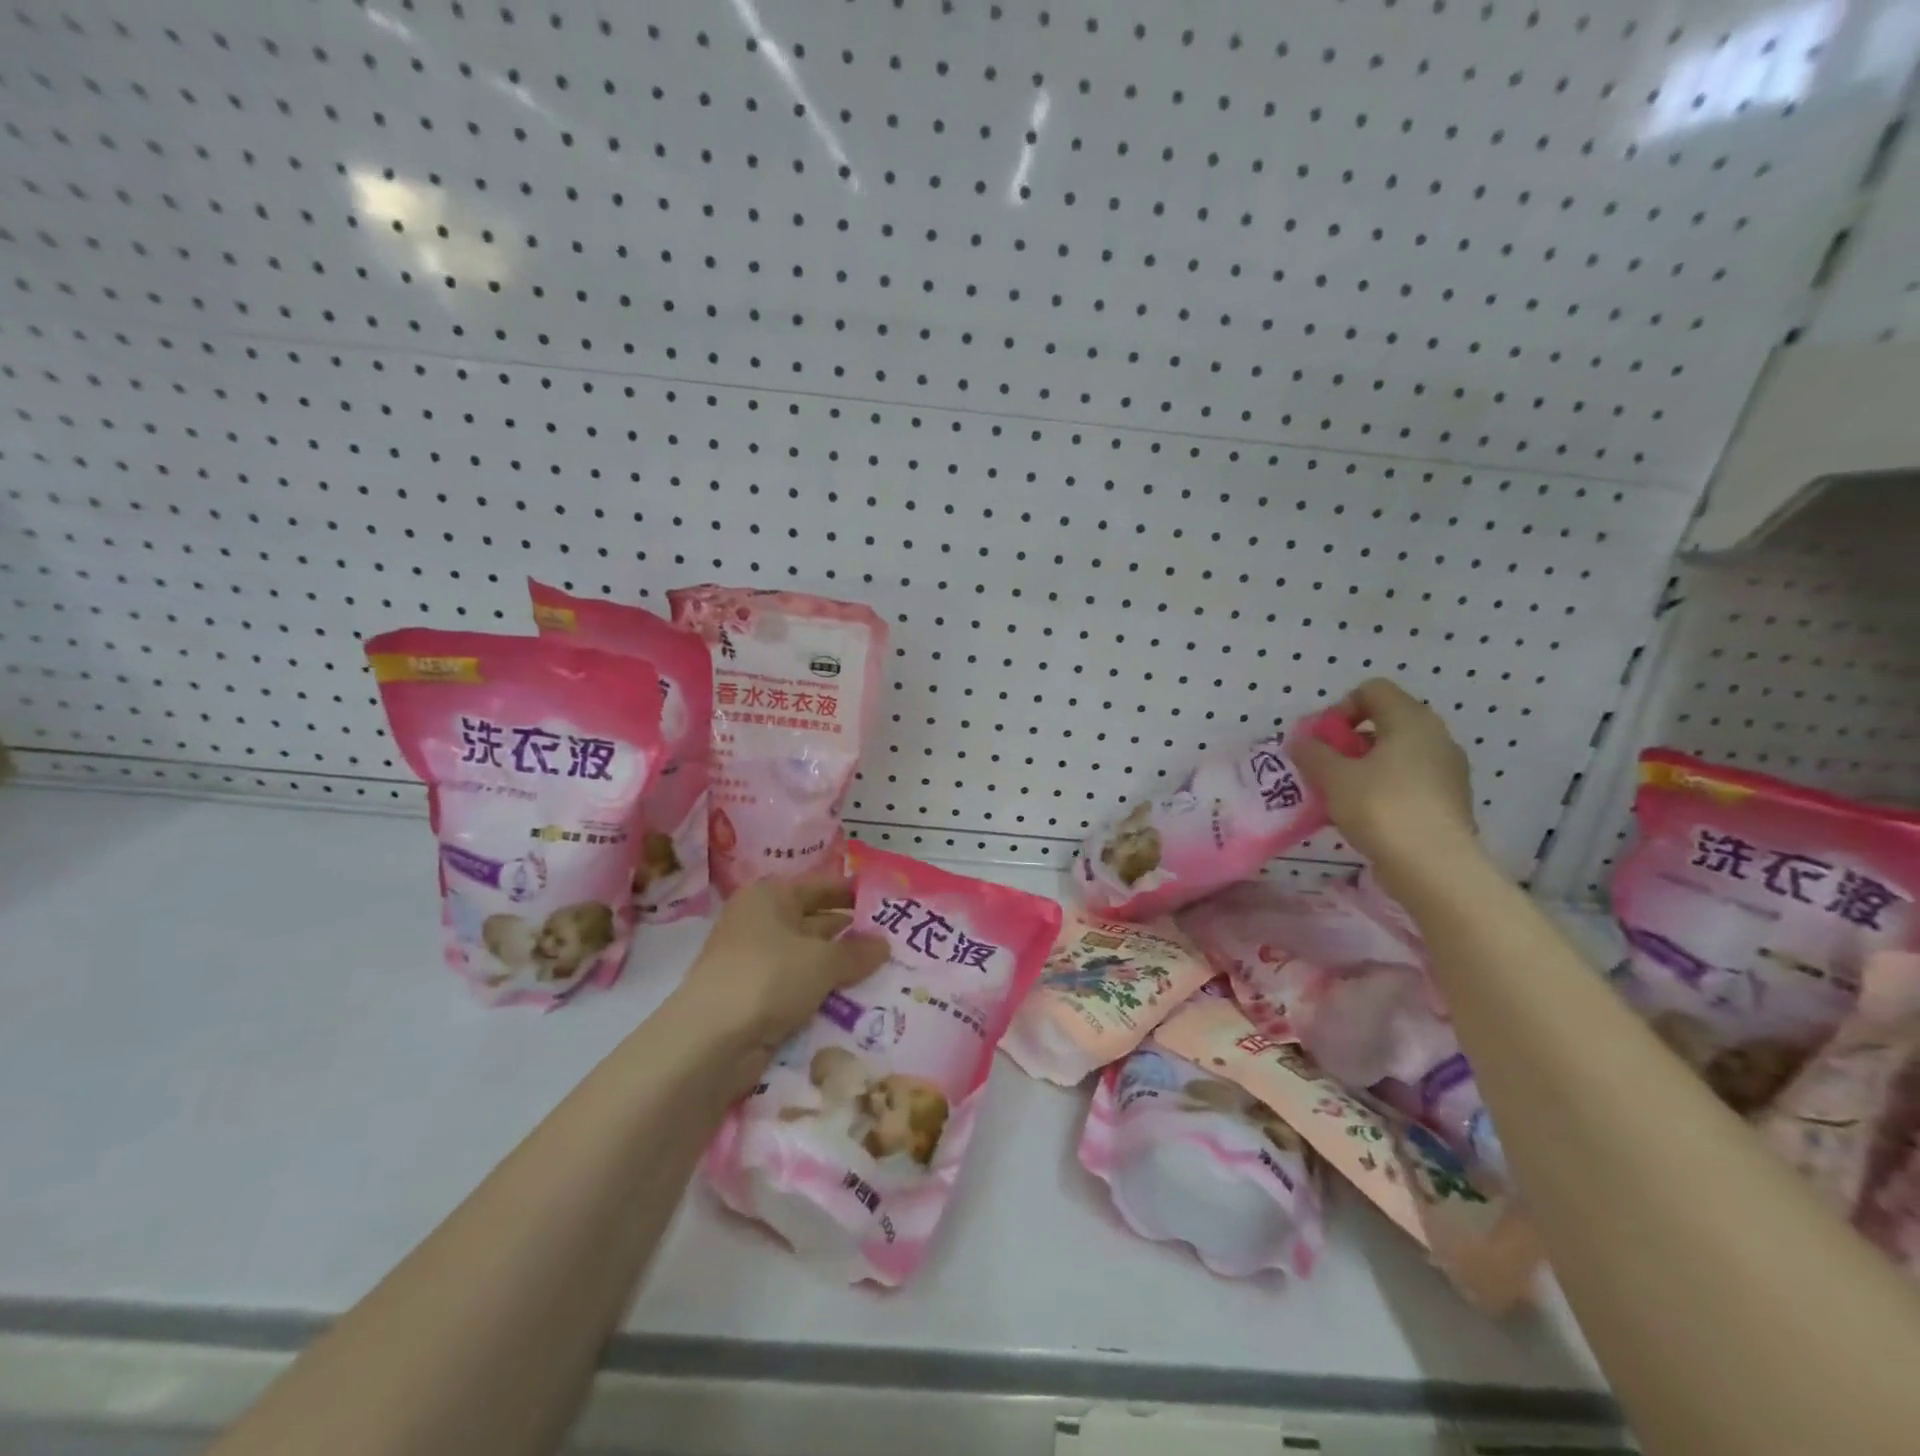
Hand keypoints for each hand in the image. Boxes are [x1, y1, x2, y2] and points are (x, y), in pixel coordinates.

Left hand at [671, 874, 889, 1064]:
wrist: (711, 1042)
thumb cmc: (768, 977)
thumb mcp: (822, 961)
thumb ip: (857, 951)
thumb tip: (885, 943)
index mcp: (770, 897)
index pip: (820, 886)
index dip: (853, 893)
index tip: (888, 903)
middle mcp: (760, 923)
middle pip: (815, 922)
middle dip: (852, 935)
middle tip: (896, 943)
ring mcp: (755, 963)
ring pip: (809, 959)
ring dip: (840, 968)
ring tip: (887, 974)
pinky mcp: (755, 1000)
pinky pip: (799, 989)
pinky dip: (823, 994)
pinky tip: (856, 1002)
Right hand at [1292, 678, 1479, 888]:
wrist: (1435, 868)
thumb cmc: (1382, 809)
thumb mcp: (1334, 777)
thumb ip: (1312, 753)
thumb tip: (1299, 741)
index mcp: (1411, 720)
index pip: (1372, 690)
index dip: (1339, 709)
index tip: (1322, 741)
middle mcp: (1435, 737)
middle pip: (1383, 722)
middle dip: (1346, 742)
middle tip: (1323, 767)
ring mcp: (1446, 770)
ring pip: (1394, 754)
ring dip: (1361, 767)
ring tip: (1337, 794)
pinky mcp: (1448, 800)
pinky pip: (1406, 780)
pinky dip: (1381, 788)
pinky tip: (1361, 814)